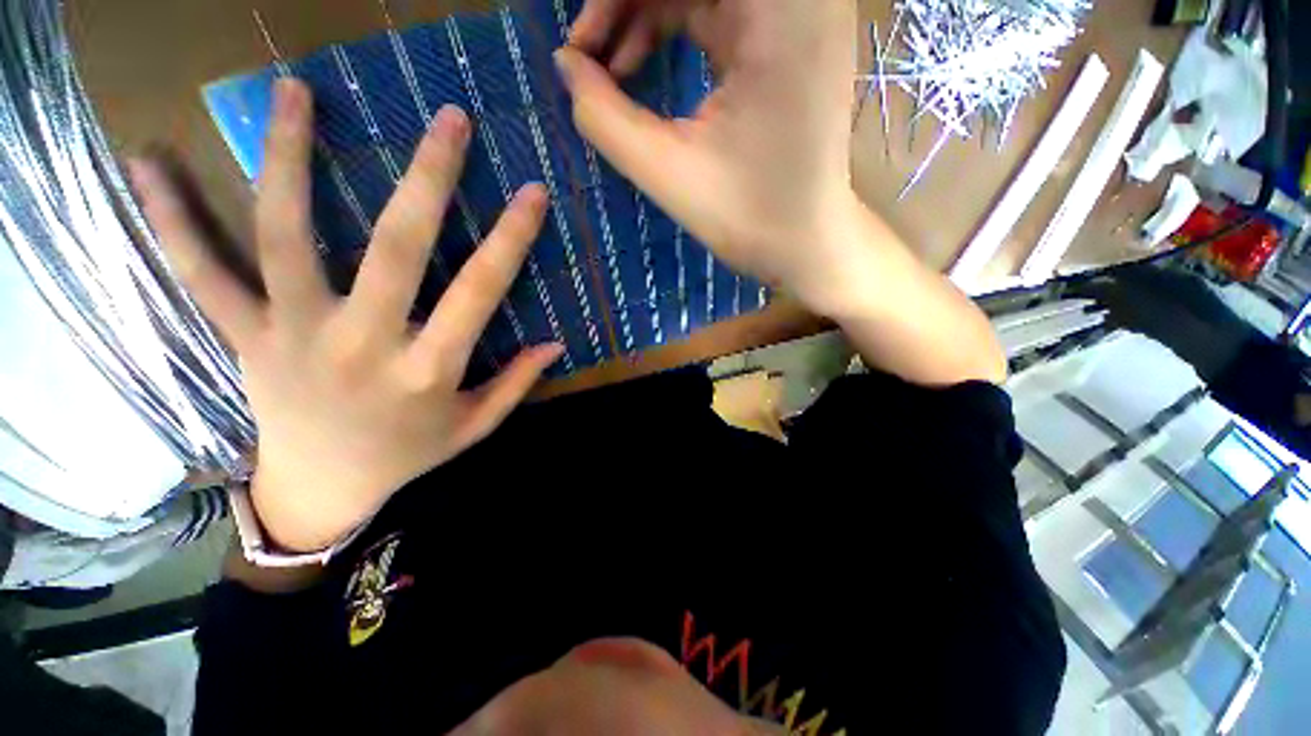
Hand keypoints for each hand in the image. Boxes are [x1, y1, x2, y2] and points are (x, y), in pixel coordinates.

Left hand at [131, 79, 561, 552]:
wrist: (321, 489)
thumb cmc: (407, 454)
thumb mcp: (474, 426)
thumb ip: (517, 383)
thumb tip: (556, 344)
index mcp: (426, 370)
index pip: (480, 292)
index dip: (511, 240)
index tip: (532, 193)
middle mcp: (362, 343)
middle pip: (397, 249)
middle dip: (428, 179)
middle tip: (450, 119)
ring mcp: (294, 333)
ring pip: (287, 238)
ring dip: (289, 160)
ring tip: (295, 92)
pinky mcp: (245, 335)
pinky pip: (201, 275)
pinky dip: (171, 220)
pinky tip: (148, 162)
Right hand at [556, 0, 864, 313]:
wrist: (806, 244)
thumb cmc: (749, 218)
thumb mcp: (669, 171)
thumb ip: (604, 117)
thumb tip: (566, 67)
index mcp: (780, 10)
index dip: (618, 0)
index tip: (582, 43)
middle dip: (627, 5)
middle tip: (587, 55)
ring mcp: (797, 14)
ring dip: (643, 14)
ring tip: (608, 70)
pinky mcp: (785, 39)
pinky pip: (715, 10)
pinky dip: (671, 31)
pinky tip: (639, 68)